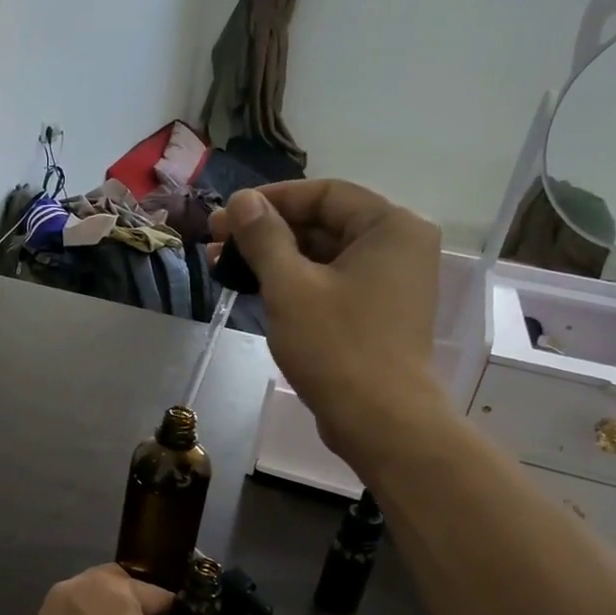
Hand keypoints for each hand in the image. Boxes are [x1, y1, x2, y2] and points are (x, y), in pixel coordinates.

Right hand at [209, 180, 446, 460]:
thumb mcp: (290, 286)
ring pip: (324, 257)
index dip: (269, 200)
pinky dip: (296, 285)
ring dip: (275, 260)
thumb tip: (241, 200)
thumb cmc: (336, 346)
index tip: (226, 216)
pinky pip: (332, 284)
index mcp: (390, 227)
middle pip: (324, 224)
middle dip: (267, 233)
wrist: (379, 420)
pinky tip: (257, 292)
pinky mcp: (378, 314)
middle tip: (217, 244)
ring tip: (226, 269)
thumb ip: (264, 237)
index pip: (324, 194)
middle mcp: (399, 247)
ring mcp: (391, 283)